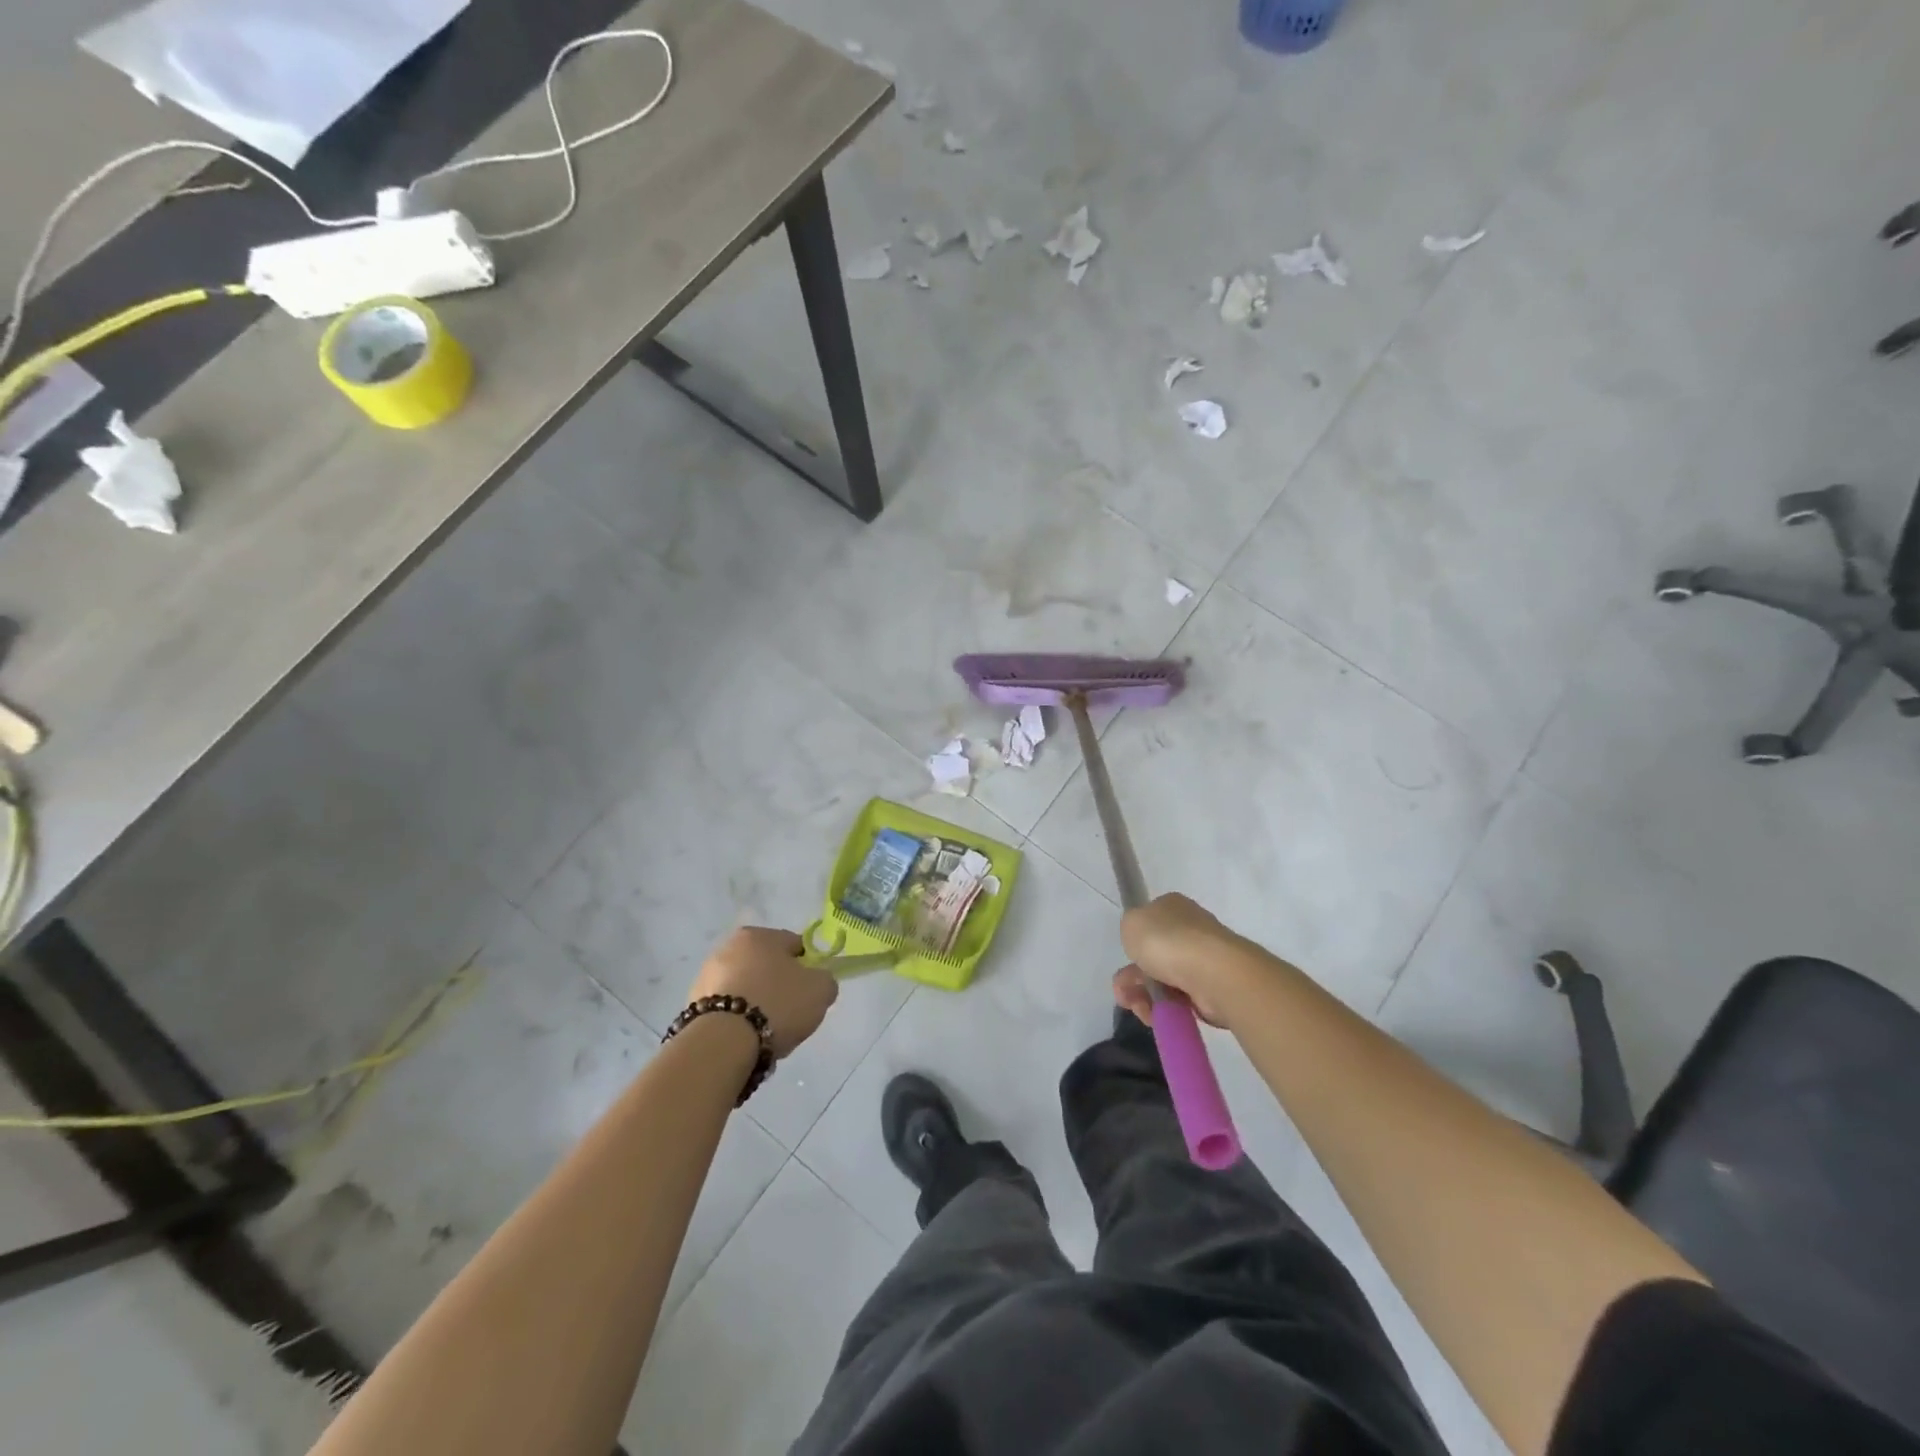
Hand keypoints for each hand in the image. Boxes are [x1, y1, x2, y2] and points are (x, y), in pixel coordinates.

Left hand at [688, 928, 837, 1057]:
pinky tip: (747, 1039)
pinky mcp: (693, 1006)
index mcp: (758, 935)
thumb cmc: (777, 1004)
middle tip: (790, 1012)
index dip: (808, 968)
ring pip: (746, 988)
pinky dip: (738, 1020)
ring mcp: (706, 976)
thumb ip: (825, 979)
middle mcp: (728, 947)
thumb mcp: (821, 990)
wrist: (724, 1044)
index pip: (794, 945)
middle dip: (779, 986)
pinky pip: (728, 1009)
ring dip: (757, 1003)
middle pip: (767, 966)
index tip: (810, 991)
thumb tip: (818, 981)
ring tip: (767, 1031)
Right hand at [1112, 893, 1249, 1030]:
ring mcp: (1201, 961)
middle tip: (1122, 993)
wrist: (1211, 973)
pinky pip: (1179, 1001)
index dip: (1134, 942)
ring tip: (1139, 1008)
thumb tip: (1142, 941)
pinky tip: (1155, 1015)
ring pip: (1163, 981)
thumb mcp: (1132, 922)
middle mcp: (1189, 931)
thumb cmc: (1167, 941)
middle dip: (1133, 978)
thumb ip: (1130, 928)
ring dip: (1144, 997)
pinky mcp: (1210, 990)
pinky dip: (1164, 1009)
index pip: (1150, 922)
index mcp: (1173, 907)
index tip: (1126, 957)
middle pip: (1153, 956)